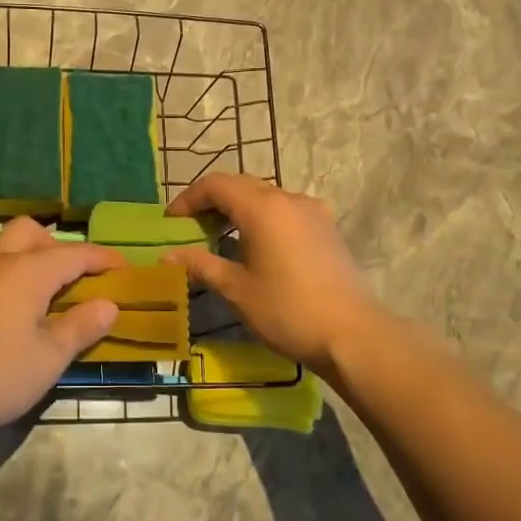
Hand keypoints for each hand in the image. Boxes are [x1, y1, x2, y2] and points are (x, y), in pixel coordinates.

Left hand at [0, 217, 123, 436]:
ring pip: (5, 248)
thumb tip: (108, 305)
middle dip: (59, 247)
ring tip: (46, 296)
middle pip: (32, 233)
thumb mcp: (47, 359)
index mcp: (27, 271)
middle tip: (76, 279)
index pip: (76, 253)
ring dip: (30, 260)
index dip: (104, 259)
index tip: (125, 268)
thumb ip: (80, 327)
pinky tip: (10, 313)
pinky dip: (8, 277)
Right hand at [166, 174, 383, 377]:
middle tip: (191, 229)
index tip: (171, 222)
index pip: (216, 185)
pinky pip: (285, 211)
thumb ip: (201, 265)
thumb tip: (167, 256)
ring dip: (238, 210)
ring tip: (220, 238)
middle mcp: (289, 199)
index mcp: (263, 208)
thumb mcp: (237, 290)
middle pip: (241, 185)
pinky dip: (262, 219)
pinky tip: (256, 247)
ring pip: (265, 197)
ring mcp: (312, 212)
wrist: (353, 335)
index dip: (188, 199)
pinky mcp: (327, 228)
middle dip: (212, 202)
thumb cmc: (288, 310)